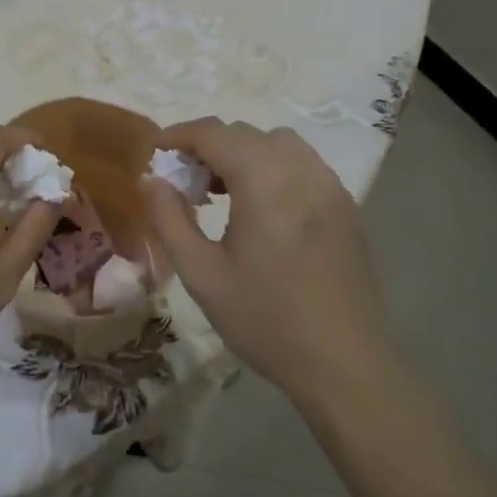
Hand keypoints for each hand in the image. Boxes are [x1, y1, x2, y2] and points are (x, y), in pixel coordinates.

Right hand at [142, 118, 391, 406]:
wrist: (345, 364)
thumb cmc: (266, 319)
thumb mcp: (202, 274)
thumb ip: (169, 219)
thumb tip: (151, 180)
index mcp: (264, 179)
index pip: (213, 133)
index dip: (178, 136)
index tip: (154, 154)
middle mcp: (300, 168)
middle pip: (244, 134)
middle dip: (207, 147)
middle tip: (183, 183)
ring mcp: (329, 184)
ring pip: (276, 143)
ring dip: (242, 153)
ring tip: (222, 191)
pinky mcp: (344, 204)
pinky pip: (301, 164)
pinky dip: (272, 167)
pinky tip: (261, 208)